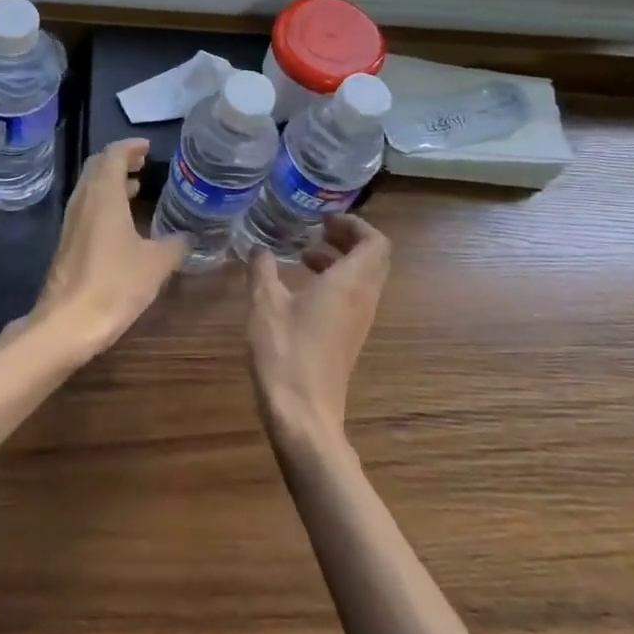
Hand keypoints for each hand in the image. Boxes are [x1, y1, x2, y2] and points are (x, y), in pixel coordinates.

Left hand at [25, 139, 188, 361]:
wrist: (67, 324)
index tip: (148, 148)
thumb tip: (190, 235)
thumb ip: (176, 244)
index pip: (113, 155)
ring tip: (137, 188)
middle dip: (120, 161)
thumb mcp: (156, 264)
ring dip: (111, 182)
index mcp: (104, 195)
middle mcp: (83, 201)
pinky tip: (122, 222)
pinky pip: (86, 208)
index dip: (131, 147)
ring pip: (90, 188)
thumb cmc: (114, 285)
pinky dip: (104, 202)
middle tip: (144, 164)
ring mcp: (71, 222)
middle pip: (97, 167)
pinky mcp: (67, 242)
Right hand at [246, 213, 392, 451]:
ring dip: (340, 261)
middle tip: (317, 231)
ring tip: (304, 255)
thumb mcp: (264, 303)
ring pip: (364, 279)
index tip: (324, 219)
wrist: (303, 414)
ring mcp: (359, 322)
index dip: (354, 224)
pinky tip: (301, 290)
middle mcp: (363, 299)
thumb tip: (258, 248)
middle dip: (348, 239)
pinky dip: (335, 282)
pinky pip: (353, 298)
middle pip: (373, 259)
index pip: (375, 242)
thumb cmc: (286, 351)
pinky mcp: (349, 339)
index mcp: (350, 283)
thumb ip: (262, 269)